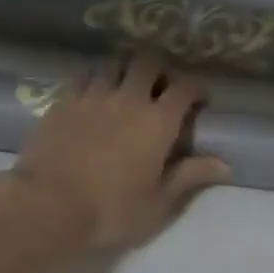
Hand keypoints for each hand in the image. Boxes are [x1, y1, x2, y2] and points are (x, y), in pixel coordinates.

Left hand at [2, 53, 230, 251]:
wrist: (47, 206)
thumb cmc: (111, 209)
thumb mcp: (158, 202)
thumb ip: (190, 176)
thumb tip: (225, 164)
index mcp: (158, 121)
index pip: (185, 88)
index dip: (196, 88)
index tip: (199, 100)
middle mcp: (129, 98)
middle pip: (148, 63)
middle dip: (159, 69)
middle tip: (160, 88)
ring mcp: (92, 96)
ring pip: (114, 64)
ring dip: (125, 70)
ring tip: (125, 87)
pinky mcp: (63, 102)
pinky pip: (83, 76)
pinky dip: (95, 78)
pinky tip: (93, 92)